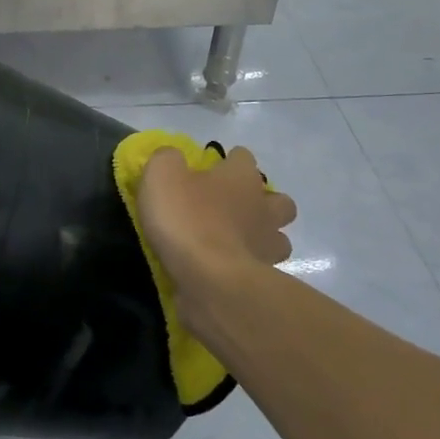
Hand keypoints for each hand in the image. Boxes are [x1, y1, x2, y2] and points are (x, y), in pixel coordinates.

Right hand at [137, 146, 296, 315]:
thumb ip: (167, 160)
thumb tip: (172, 158)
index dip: (228, 161)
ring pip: (278, 237)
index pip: (243, 158)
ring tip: (235, 242)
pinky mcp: (264, 278)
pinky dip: (249, 267)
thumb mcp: (162, 175)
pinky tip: (227, 269)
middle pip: (277, 199)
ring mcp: (267, 245)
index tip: (211, 169)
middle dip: (261, 201)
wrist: (210, 280)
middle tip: (232, 208)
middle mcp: (263, 207)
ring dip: (262, 237)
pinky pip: (262, 268)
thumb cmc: (187, 219)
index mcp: (241, 177)